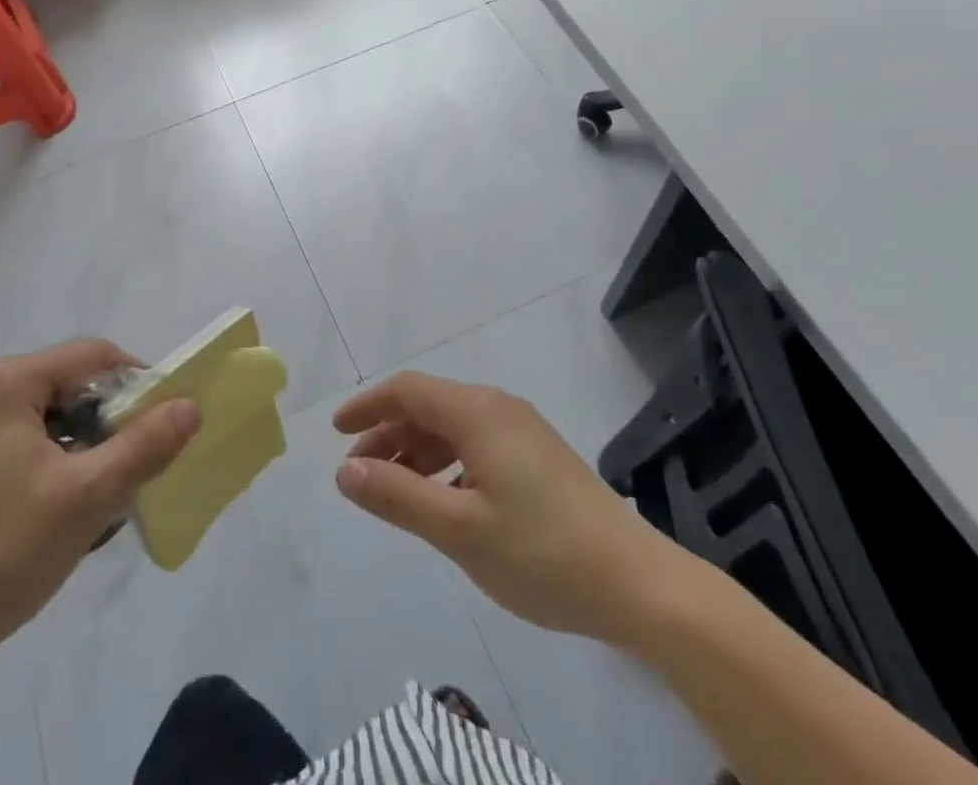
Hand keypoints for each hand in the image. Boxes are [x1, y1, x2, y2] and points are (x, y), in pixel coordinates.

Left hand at [0, 339, 200, 671]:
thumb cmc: (2, 551)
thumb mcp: (86, 496)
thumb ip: (144, 446)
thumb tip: (191, 406)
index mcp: (11, 381)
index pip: (96, 356)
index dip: (139, 383)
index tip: (166, 424)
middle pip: (77, 385)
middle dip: (115, 421)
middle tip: (139, 466)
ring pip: (60, 417)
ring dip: (92, 447)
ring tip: (108, 494)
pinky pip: (38, 442)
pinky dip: (66, 464)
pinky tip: (72, 509)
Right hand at [333, 372, 685, 645]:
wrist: (641, 586)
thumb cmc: (542, 553)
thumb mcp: (459, 530)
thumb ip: (397, 496)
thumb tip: (344, 470)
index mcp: (478, 412)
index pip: (408, 390)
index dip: (368, 406)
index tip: (336, 431)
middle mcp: (499, 408)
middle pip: (429, 406)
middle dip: (389, 433)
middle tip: (358, 470)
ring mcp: (523, 432)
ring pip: (454, 428)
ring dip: (417, 452)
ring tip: (393, 490)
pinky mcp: (539, 458)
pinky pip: (477, 445)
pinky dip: (447, 464)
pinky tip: (443, 500)